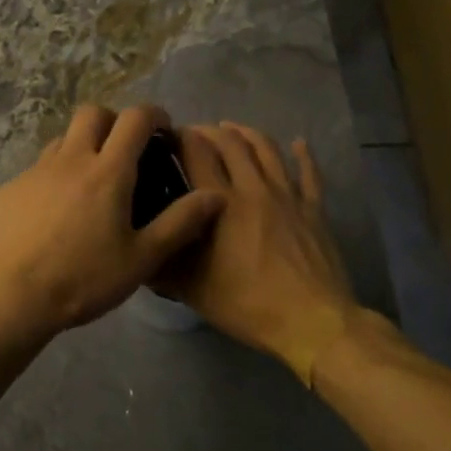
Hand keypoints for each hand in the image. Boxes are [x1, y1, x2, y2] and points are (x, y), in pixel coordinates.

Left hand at [0, 104, 224, 336]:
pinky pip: (38, 169)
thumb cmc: (83, 279)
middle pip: (93, 113)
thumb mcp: (141, 258)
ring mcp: (35, 171)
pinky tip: (54, 214)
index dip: (153, 114)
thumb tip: (215, 195)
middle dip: (113, 121)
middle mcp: (70, 159)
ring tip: (90, 183)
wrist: (11, 297)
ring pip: (63, 139)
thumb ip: (180, 223)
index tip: (163, 128)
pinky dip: (54, 177)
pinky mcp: (10, 188)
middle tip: (125, 150)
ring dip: (82, 147)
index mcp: (108, 172)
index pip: (134, 119)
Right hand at [158, 123, 359, 384]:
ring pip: (267, 150)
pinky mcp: (313, 210)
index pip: (197, 152)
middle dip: (208, 130)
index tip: (166, 136)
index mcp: (221, 203)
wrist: (311, 322)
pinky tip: (299, 143)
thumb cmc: (247, 304)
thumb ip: (162, 263)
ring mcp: (287, 196)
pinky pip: (309, 174)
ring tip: (231, 128)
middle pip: (230, 142)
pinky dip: (303, 155)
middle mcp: (253, 188)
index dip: (180, 136)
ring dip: (246, 133)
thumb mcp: (191, 289)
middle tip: (194, 133)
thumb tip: (137, 247)